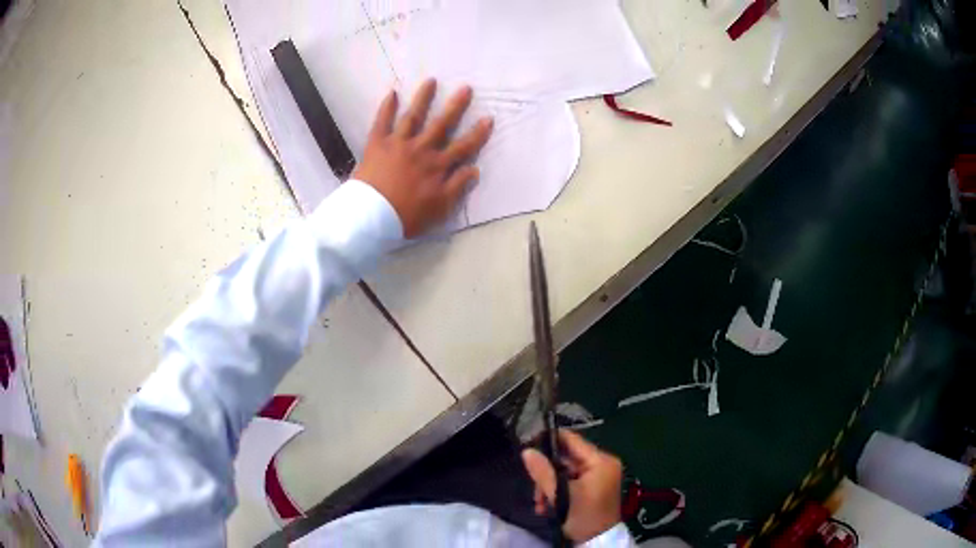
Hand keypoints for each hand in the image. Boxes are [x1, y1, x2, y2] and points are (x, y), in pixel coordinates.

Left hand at [353, 79, 493, 238]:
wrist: (371, 217)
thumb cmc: (406, 216)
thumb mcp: (439, 208)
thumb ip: (457, 187)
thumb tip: (475, 169)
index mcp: (437, 166)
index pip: (463, 147)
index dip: (477, 133)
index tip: (489, 118)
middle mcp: (421, 149)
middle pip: (442, 124)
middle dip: (455, 106)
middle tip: (466, 88)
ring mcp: (399, 143)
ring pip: (414, 117)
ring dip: (423, 98)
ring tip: (431, 81)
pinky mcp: (377, 144)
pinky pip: (382, 122)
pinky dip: (387, 107)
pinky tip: (392, 93)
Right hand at [522, 429, 623, 542]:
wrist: (599, 541)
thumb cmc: (583, 517)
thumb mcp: (561, 496)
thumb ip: (543, 472)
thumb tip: (526, 451)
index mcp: (600, 461)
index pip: (571, 440)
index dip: (548, 440)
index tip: (527, 447)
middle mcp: (603, 463)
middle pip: (566, 458)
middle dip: (547, 473)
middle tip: (536, 491)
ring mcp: (601, 475)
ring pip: (566, 471)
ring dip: (550, 485)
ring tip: (540, 503)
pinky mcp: (596, 485)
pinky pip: (572, 480)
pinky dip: (559, 490)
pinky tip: (548, 505)